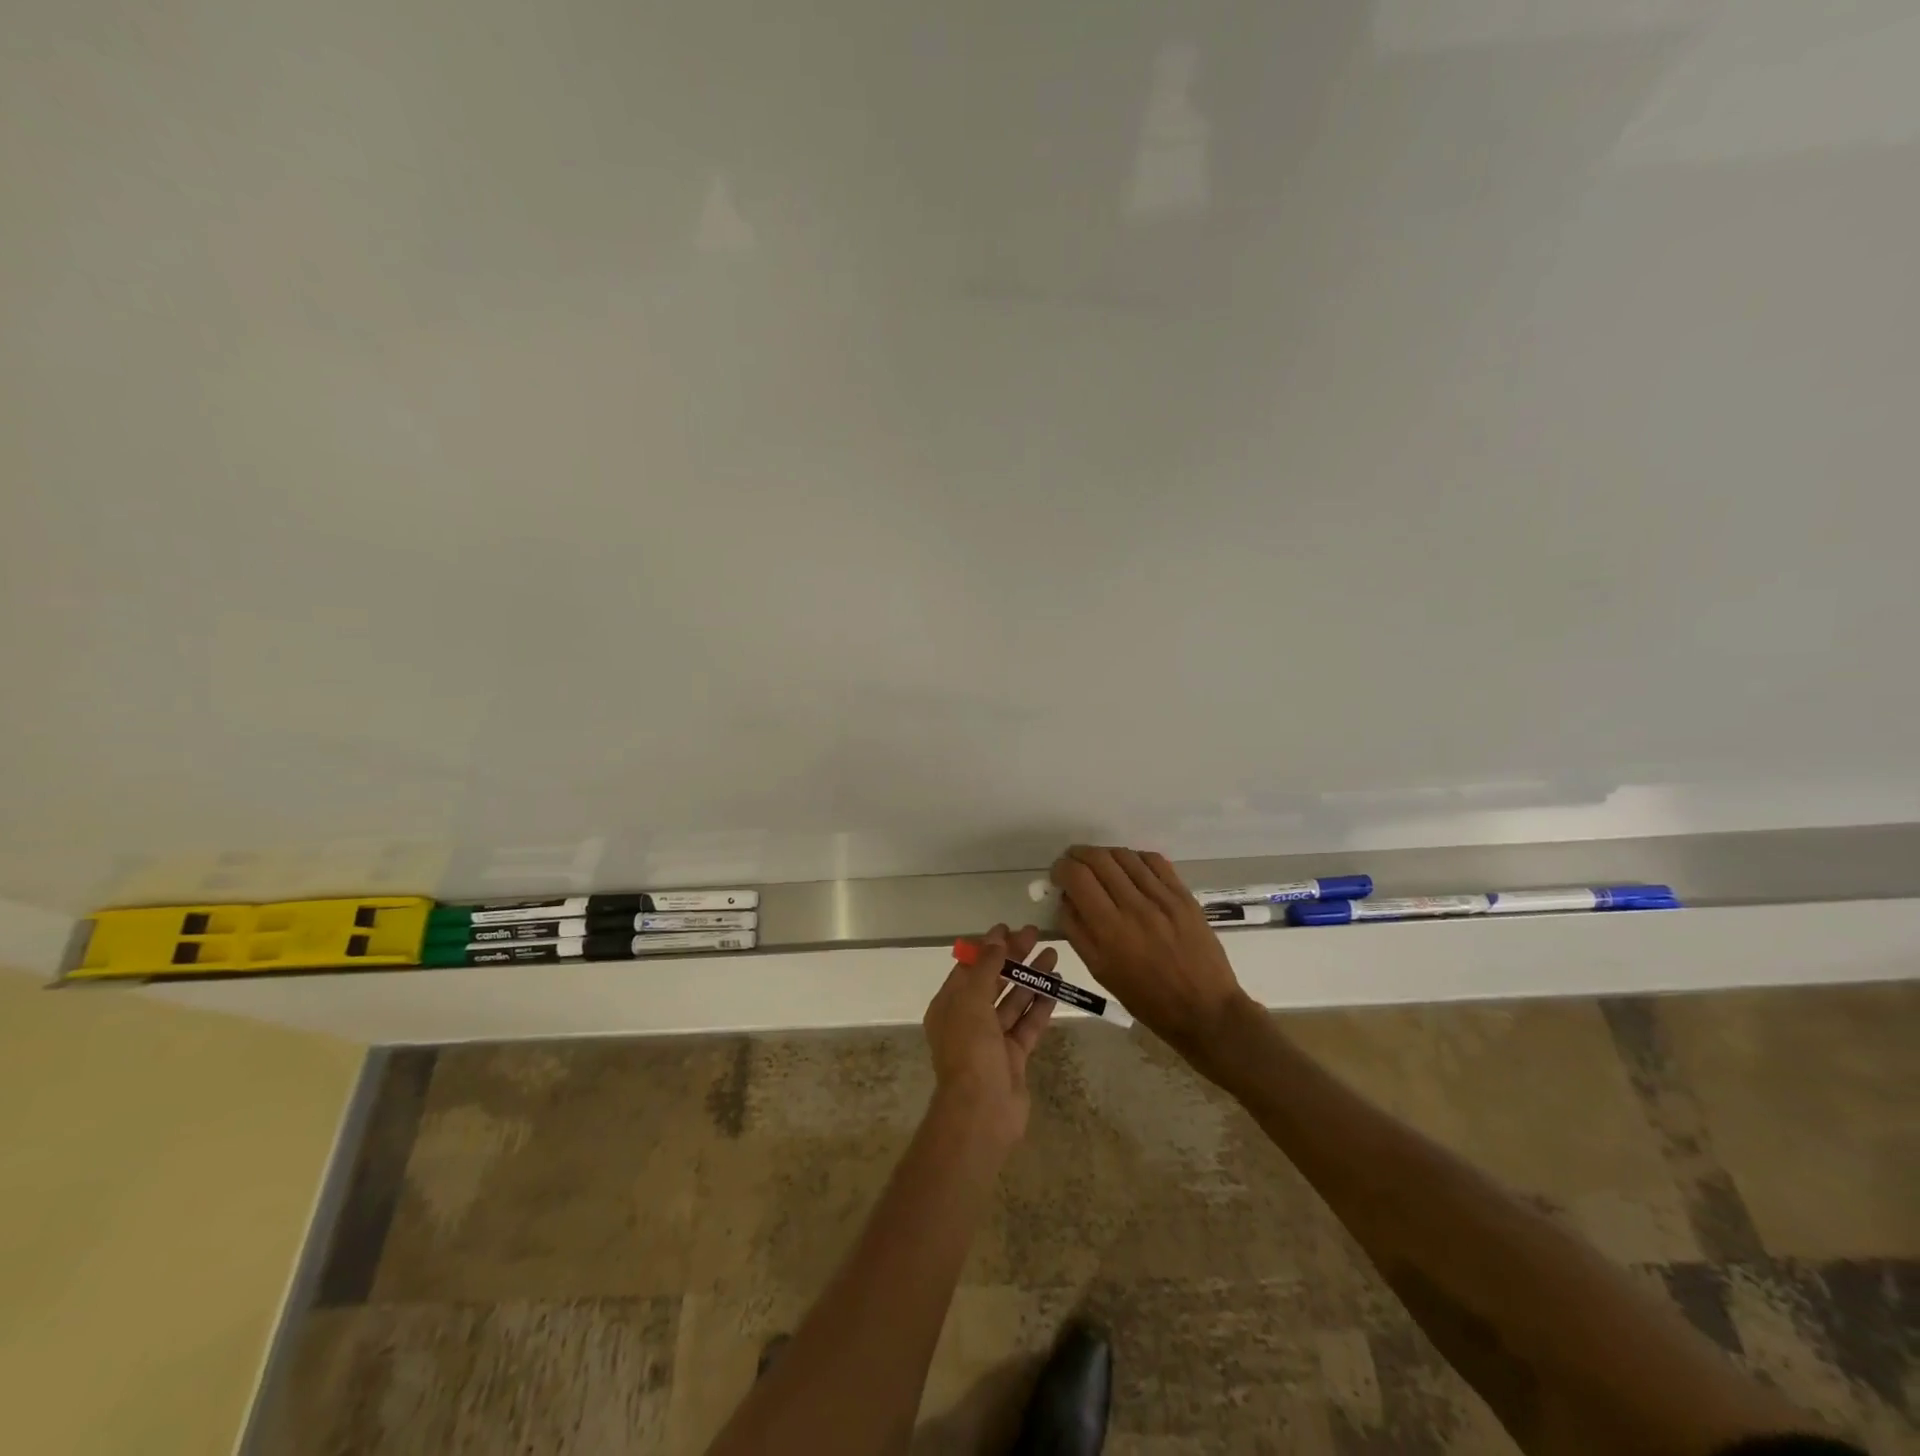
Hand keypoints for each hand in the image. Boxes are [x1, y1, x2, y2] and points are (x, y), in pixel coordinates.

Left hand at [923, 923, 1056, 1145]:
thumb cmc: (969, 1050)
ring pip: (1013, 1001)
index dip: (989, 947)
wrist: (982, 1112)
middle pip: (993, 981)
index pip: (969, 967)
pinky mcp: (1013, 1056)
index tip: (1010, 928)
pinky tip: (1056, 986)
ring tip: (1053, 955)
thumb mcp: (971, 1001)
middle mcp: (968, 1019)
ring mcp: (991, 1039)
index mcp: (949, 1005)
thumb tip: (995, 938)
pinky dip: (1040, 1005)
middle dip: (1013, 958)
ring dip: (1031, 978)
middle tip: (1036, 935)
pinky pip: (1027, 1024)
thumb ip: (985, 968)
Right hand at [1050, 845, 1251, 1062]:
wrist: (1204, 1009)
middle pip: (1099, 859)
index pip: (1077, 877)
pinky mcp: (1184, 896)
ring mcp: (1163, 898)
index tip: (1058, 875)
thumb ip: (1077, 931)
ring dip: (1105, 855)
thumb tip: (1065, 898)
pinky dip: (1134, 858)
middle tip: (1074, 865)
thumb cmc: (1146, 999)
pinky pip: (1154, 861)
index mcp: (1110, 930)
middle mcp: (1135, 907)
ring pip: (1125, 855)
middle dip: (1079, 856)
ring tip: (1100, 866)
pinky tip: (1130, 869)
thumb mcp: (1100, 972)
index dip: (1061, 868)